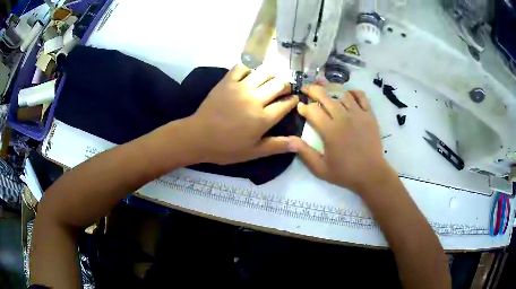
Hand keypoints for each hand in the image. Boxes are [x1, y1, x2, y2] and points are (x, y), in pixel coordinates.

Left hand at [186, 64, 298, 164]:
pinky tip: (249, 76)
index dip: (293, 100)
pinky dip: (249, 69)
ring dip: (271, 76)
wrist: (198, 137)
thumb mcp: (253, 152)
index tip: (294, 99)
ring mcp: (240, 87)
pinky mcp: (227, 81)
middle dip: (285, 86)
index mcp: (263, 118)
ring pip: (264, 73)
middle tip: (283, 90)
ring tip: (269, 81)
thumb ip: (277, 146)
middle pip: (278, 85)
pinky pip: (242, 67)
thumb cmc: (226, 148)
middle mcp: (255, 99)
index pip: (285, 104)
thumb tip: (299, 144)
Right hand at [291, 85, 391, 192]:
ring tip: (328, 97)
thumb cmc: (345, 172)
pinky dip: (353, 93)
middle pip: (325, 96)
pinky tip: (348, 96)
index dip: (303, 107)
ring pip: (341, 95)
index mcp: (330, 130)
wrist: (371, 174)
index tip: (300, 108)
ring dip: (332, 94)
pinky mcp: (369, 115)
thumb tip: (290, 139)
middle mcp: (343, 117)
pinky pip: (361, 96)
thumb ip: (304, 153)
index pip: (312, 110)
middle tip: (307, 89)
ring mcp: (358, 114)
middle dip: (312, 90)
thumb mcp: (320, 169)